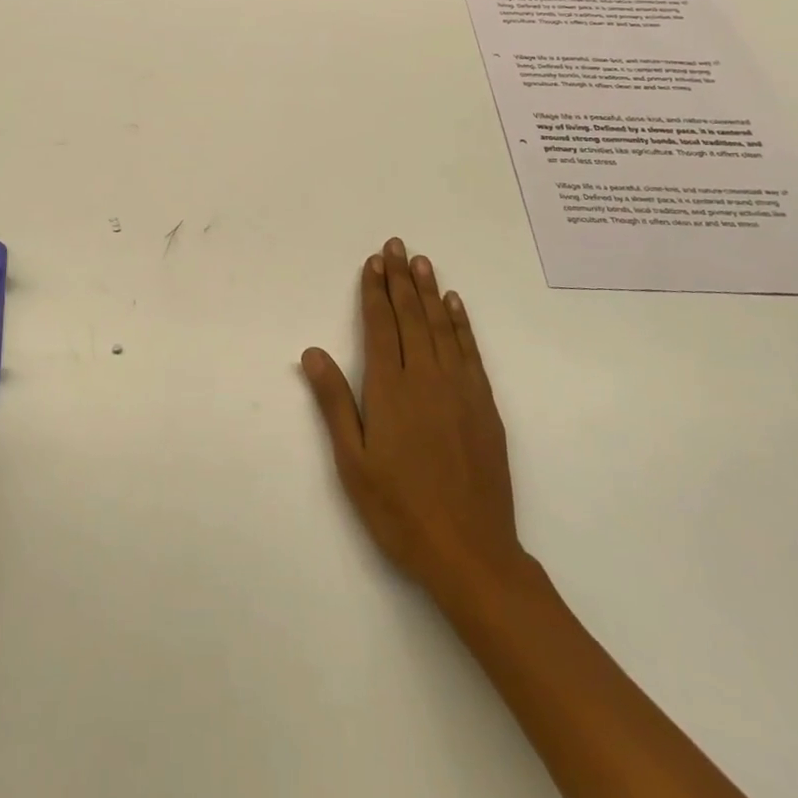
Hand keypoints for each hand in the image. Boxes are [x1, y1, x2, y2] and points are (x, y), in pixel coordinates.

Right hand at [301, 238, 526, 601]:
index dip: (375, 291)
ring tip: (422, 262)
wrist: (471, 552)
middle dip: (400, 279)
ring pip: (441, 326)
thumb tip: (313, 352)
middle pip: (411, 316)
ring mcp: (460, 389)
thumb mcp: (352, 462)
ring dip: (430, 291)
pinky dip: (461, 323)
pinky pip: (470, 351)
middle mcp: (426, 378)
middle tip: (395, 245)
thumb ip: (334, 403)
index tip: (373, 262)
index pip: (381, 326)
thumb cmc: (399, 510)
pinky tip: (455, 305)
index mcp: (390, 389)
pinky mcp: (484, 405)